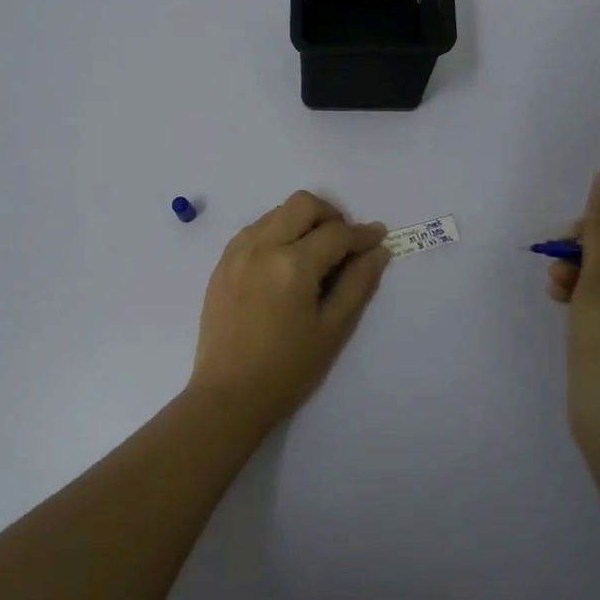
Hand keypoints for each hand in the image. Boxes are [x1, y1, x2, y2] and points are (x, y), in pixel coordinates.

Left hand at [190, 191, 390, 425]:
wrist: (229, 395)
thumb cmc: (288, 369)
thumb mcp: (333, 329)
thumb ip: (358, 284)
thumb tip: (378, 250)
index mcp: (293, 265)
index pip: (336, 233)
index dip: (362, 234)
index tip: (378, 238)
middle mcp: (262, 246)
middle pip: (303, 204)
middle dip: (331, 215)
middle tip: (344, 243)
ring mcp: (237, 252)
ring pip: (277, 212)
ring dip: (302, 222)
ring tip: (314, 254)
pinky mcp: (222, 262)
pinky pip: (254, 229)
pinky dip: (276, 232)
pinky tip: (284, 262)